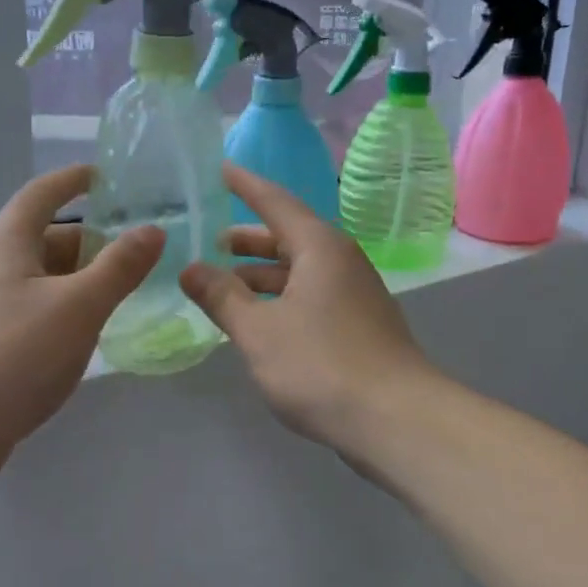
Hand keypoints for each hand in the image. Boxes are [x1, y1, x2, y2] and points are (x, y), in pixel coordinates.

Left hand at [0, 165, 162, 481]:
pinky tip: (90, 331)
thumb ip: (120, 267)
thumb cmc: (14, 355)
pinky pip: (36, 307)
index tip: (107, 176)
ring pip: (43, 277)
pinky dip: (66, 307)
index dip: (74, 180)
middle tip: (138, 252)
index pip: (42, 194)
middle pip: (47, 237)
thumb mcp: (79, 306)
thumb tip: (153, 230)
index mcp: (7, 243)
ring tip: (125, 292)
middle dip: (92, 240)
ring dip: (82, 278)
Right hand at [179, 164, 435, 449]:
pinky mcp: (360, 324)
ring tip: (226, 285)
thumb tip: (191, 268)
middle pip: (289, 236)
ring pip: (300, 270)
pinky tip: (260, 320)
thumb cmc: (321, 365)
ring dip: (263, 274)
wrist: (397, 419)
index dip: (245, 185)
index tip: (221, 167)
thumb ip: (222, 297)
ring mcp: (355, 293)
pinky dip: (281, 298)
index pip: (275, 202)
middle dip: (249, 238)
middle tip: (212, 240)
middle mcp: (341, 260)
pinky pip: (312, 295)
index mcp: (319, 247)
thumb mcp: (259, 331)